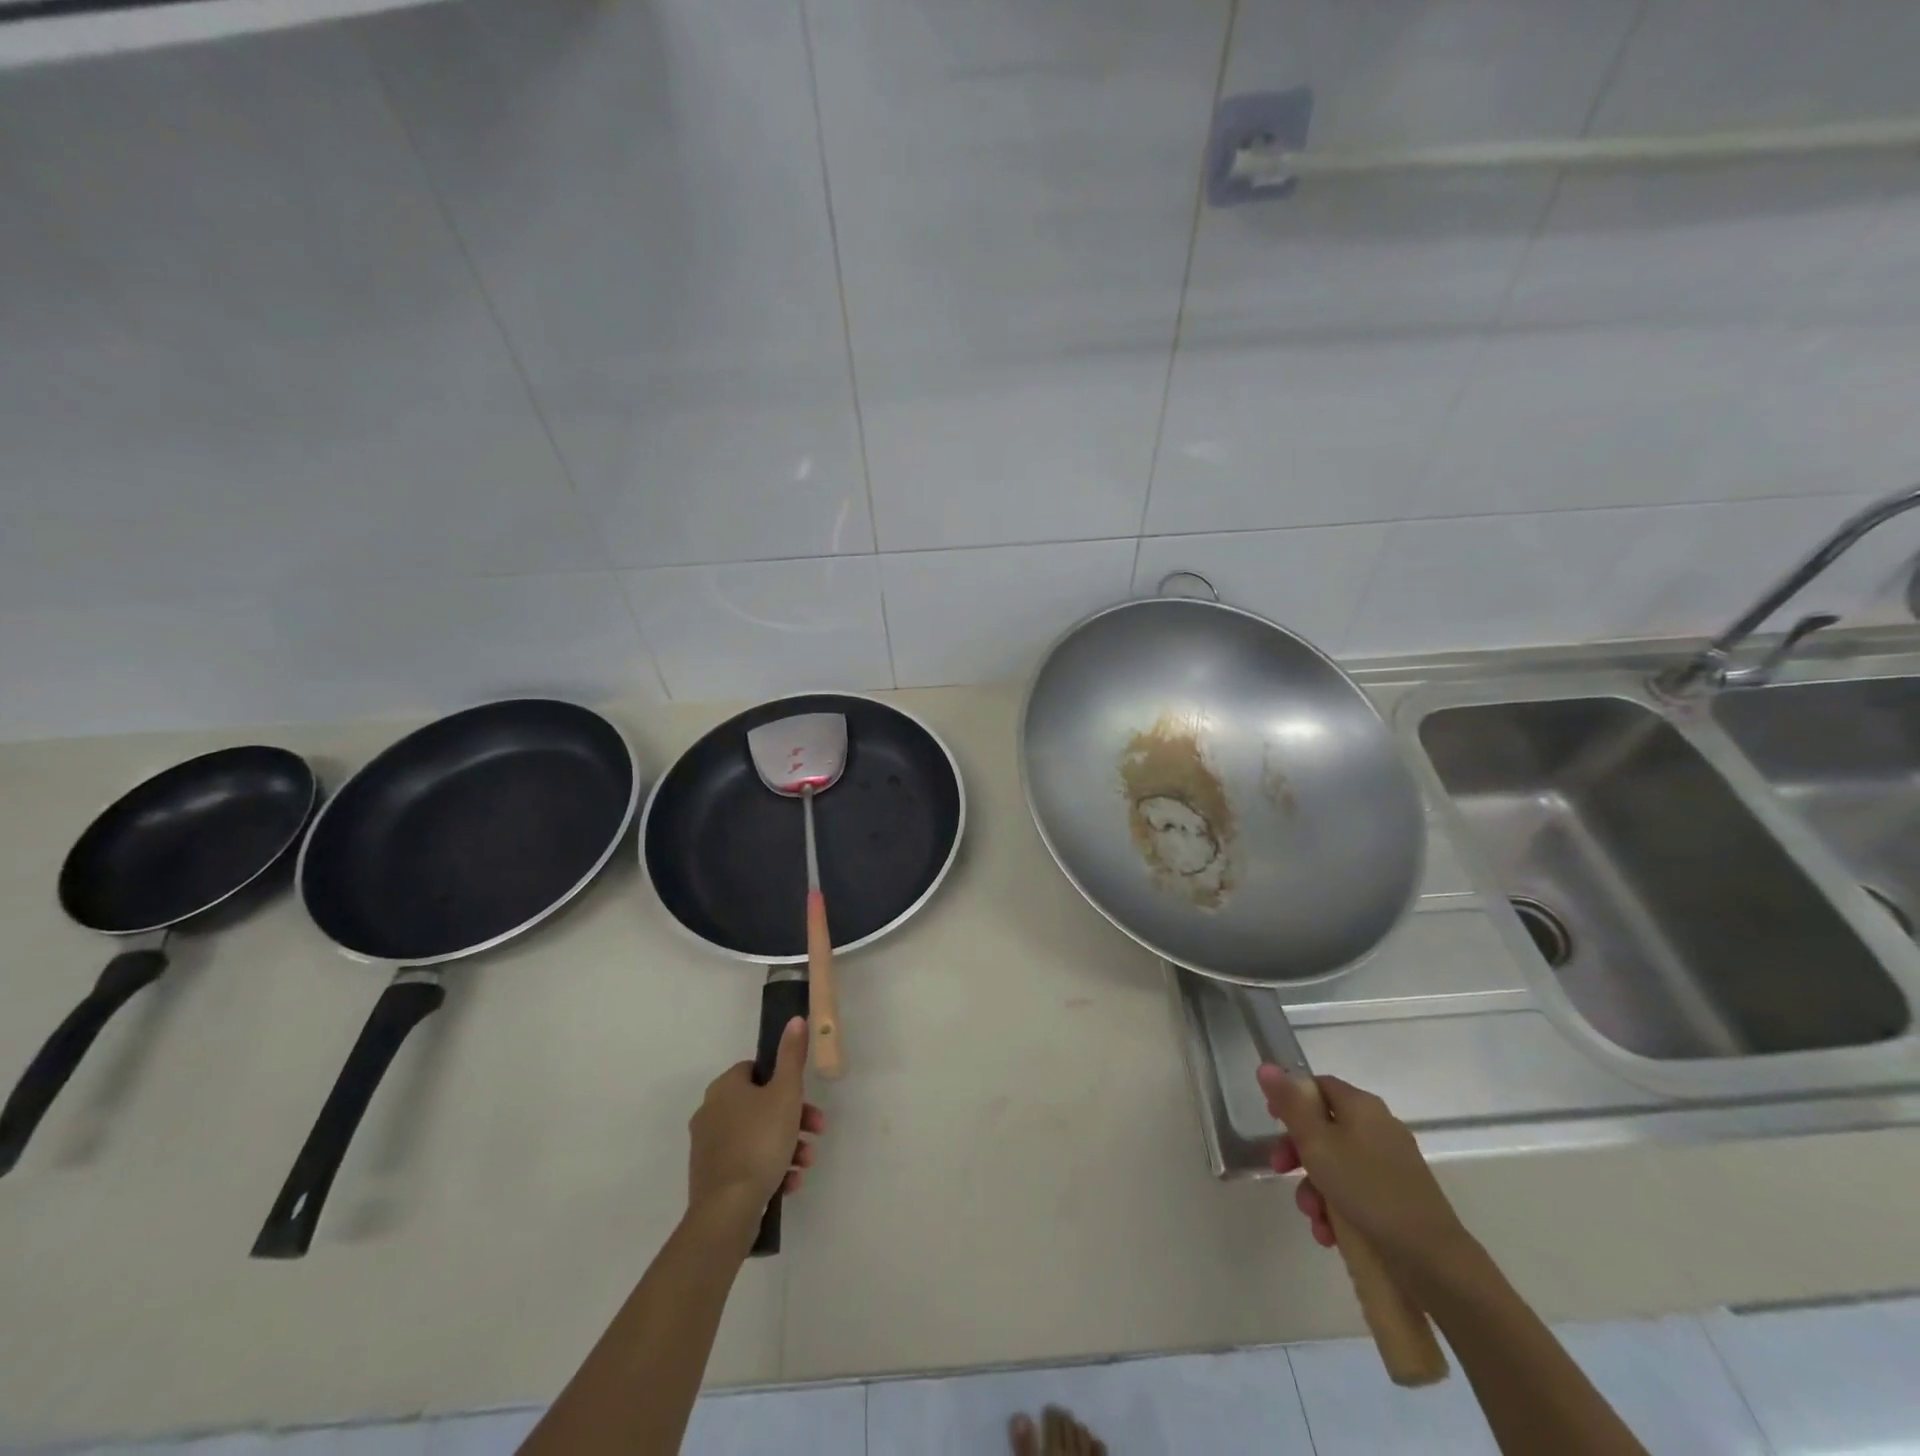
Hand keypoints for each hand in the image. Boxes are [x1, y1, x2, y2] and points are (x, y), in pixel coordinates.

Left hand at [688, 1017, 824, 1235]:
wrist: (727, 1211)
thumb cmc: (760, 1142)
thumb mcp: (785, 1093)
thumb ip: (792, 1056)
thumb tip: (795, 1019)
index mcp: (725, 1087)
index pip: (756, 1069)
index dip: (785, 1081)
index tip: (805, 1098)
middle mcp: (711, 1112)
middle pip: (761, 1104)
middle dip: (794, 1118)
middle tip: (817, 1131)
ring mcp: (708, 1147)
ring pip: (758, 1135)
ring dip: (787, 1145)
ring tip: (806, 1164)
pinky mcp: (711, 1177)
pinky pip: (747, 1162)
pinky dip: (770, 1168)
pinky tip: (789, 1183)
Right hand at [1258, 1067, 1471, 1283]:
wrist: (1433, 1259)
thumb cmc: (1367, 1190)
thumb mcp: (1317, 1144)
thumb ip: (1289, 1104)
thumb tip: (1266, 1066)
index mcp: (1361, 1105)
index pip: (1318, 1086)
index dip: (1291, 1100)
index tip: (1272, 1123)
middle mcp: (1379, 1126)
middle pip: (1324, 1127)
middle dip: (1298, 1153)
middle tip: (1280, 1172)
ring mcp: (1392, 1163)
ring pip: (1337, 1164)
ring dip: (1315, 1187)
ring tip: (1312, 1217)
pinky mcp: (1399, 1197)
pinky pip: (1357, 1190)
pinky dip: (1338, 1208)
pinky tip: (1329, 1233)